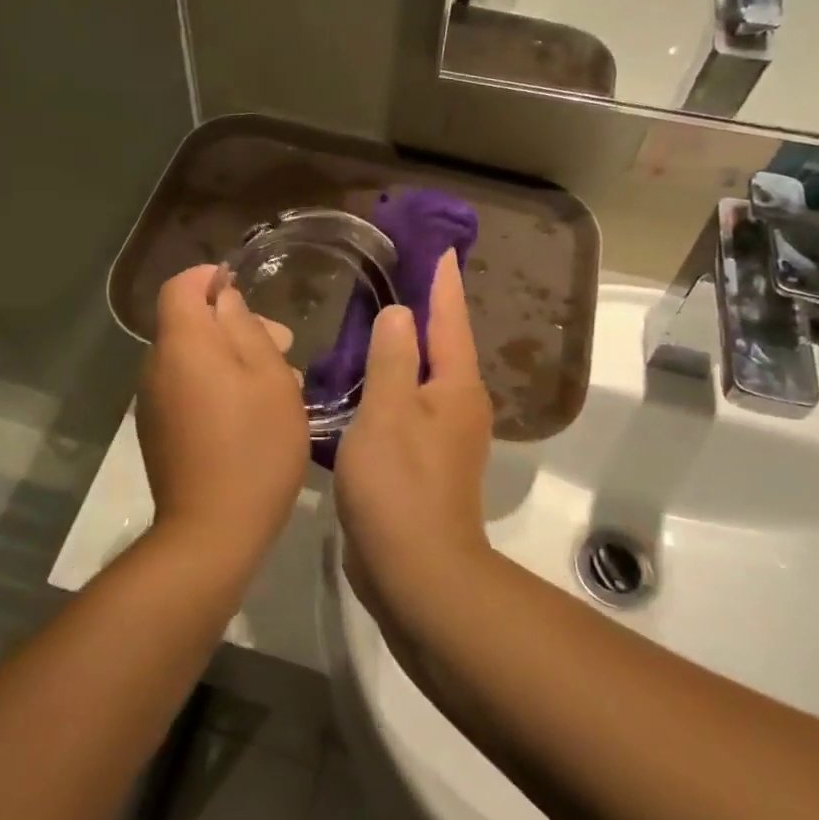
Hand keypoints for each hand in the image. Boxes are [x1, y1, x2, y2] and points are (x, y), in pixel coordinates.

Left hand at [137, 265, 308, 553]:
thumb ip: (246, 329)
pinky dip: (215, 385)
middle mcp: (156, 366)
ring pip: (191, 359)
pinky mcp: (158, 432)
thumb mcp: (269, 378)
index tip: (244, 285)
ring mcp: (153, 402)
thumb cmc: (254, 445)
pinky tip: (251, 414)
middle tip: (283, 347)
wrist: (213, 529)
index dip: (209, 278)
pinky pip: (186, 389)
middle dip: (233, 324)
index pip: (180, 287)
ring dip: (230, 358)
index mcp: (182, 343)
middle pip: (188, 324)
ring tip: (278, 383)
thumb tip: (225, 300)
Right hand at [334, 251, 492, 619]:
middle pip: (443, 346)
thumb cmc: (400, 484)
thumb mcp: (388, 412)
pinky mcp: (421, 462)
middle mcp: (457, 406)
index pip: (451, 320)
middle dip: (426, 311)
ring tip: (373, 320)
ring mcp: (441, 437)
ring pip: (422, 377)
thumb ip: (392, 358)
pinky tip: (361, 381)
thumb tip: (401, 314)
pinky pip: (406, 406)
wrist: (416, 571)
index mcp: (456, 387)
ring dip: (404, 349)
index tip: (442, 248)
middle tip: (397, 276)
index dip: (444, 283)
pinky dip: (389, 384)